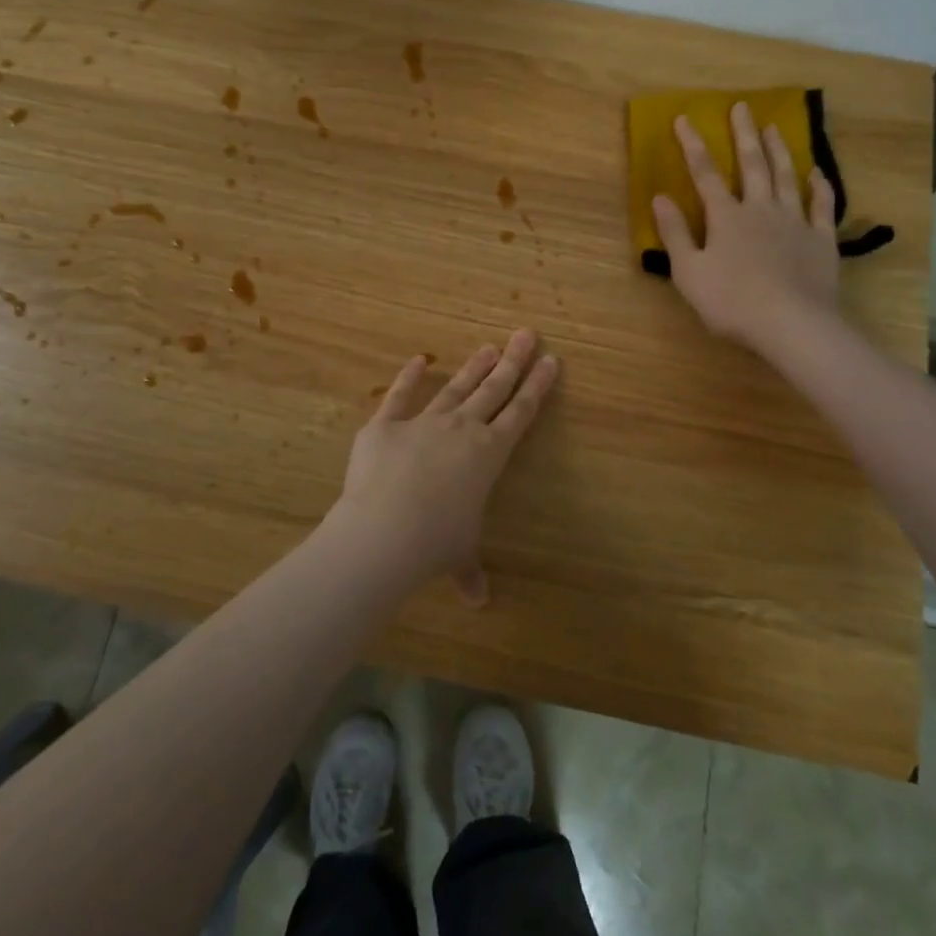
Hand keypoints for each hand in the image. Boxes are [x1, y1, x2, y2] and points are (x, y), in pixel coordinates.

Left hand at [330, 329, 559, 604]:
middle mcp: (461, 429)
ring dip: (473, 367)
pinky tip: (418, 359)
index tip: (550, 361)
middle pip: (494, 389)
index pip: (521, 413)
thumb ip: (469, 571)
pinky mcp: (385, 425)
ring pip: (456, 388)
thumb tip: (477, 601)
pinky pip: (399, 396)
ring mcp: (423, 422)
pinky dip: (408, 377)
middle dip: (513, 362)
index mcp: (489, 454)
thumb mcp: (459, 555)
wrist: (384, 530)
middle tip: (526, 334)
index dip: (537, 386)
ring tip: (489, 346)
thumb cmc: (435, 543)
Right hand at [651, 103, 840, 352]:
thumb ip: (675, 233)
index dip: (693, 145)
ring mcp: (795, 222)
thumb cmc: (732, 302)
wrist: (792, 324)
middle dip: (743, 134)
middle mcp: (761, 209)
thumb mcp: (689, 272)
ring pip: (786, 177)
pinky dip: (819, 186)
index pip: (705, 173)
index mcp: (726, 217)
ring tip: (774, 127)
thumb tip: (660, 197)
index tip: (685, 118)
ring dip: (779, 150)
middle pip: (751, 164)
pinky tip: (817, 173)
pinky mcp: (821, 239)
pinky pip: (821, 205)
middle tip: (742, 107)